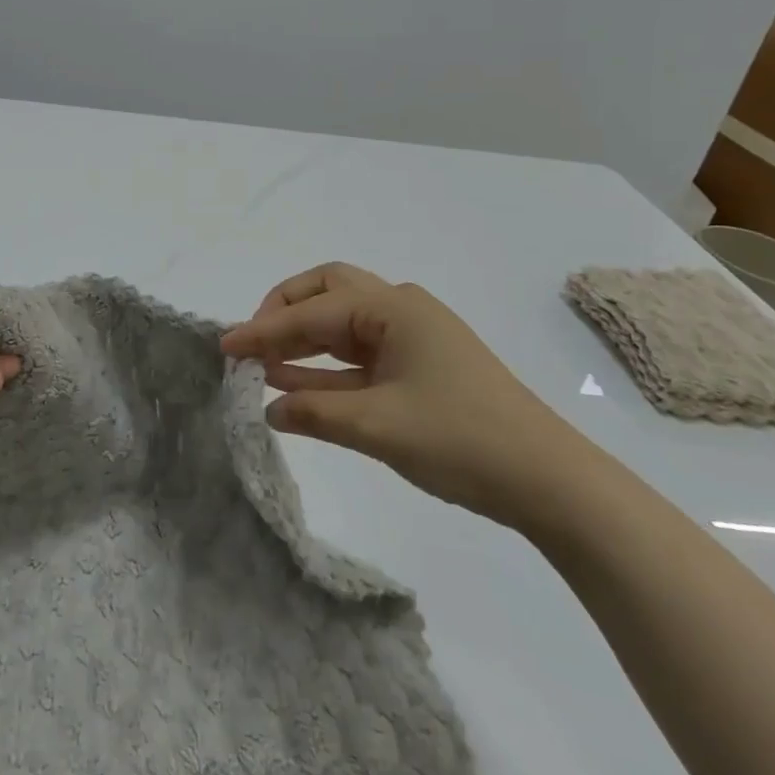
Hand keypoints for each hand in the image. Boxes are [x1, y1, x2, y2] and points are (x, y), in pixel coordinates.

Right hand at [221, 262, 595, 529]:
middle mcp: (400, 311)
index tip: (224, 346)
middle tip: (252, 342)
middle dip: (285, 313)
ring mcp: (412, 339)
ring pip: (343, 325)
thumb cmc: (460, 439)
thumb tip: (267, 406)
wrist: (549, 482)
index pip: (312, 312)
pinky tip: (297, 387)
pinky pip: (360, 357)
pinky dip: (327, 368)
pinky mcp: (419, 369)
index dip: (263, 329)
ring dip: (303, 342)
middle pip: (328, 293)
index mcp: (392, 308)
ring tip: (263, 366)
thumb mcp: (376, 426)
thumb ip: (314, 411)